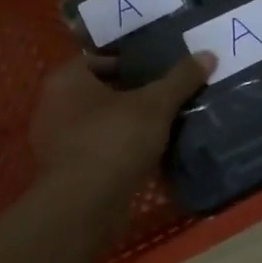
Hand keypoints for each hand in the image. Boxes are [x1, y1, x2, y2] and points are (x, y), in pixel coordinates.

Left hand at [27, 51, 215, 198]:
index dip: (130, 62)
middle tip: (165, 96)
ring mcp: (55, 141)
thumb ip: (180, 79)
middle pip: (99, 91)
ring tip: (161, 125)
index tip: (158, 71)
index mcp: (66, 79)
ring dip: (125, 123)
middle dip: (131, 94)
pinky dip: (117, 149)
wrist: (82, 208)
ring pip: (98, 122)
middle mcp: (54, 105)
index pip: (99, 58)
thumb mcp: (155, 105)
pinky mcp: (64, 172)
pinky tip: (146, 154)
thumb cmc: (113, 141)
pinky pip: (96, 149)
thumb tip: (208, 54)